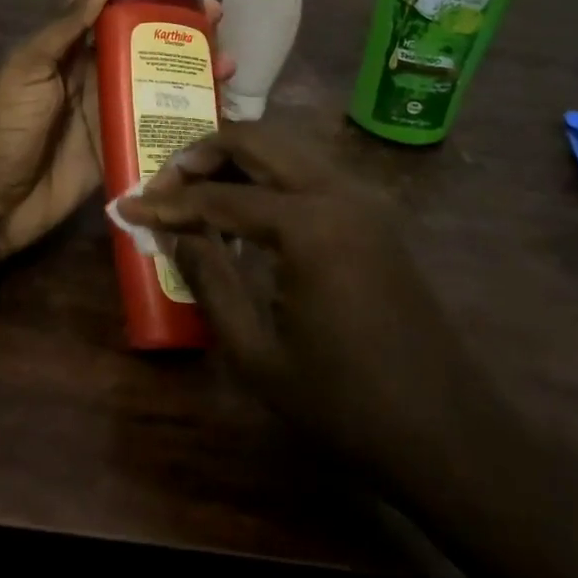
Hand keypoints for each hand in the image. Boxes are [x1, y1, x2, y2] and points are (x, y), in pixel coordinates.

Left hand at [0, 0, 228, 260]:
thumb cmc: (2, 127)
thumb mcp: (26, 69)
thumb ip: (63, 28)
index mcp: (62, 43)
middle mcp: (89, 67)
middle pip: (138, 31)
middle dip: (174, 15)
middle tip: (213, 9)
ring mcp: (108, 104)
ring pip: (155, 72)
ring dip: (189, 59)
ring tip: (226, 52)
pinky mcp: (121, 140)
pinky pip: (158, 117)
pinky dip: (187, 106)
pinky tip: (217, 99)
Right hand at [118, 121, 463, 467]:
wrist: (449, 436)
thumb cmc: (344, 404)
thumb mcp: (257, 353)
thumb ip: (208, 279)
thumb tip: (175, 231)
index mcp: (308, 226)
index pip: (220, 196)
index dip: (167, 202)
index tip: (128, 207)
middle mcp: (338, 193)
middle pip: (257, 141)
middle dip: (202, 154)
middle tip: (164, 185)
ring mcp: (363, 201)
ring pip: (286, 150)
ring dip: (236, 159)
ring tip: (196, 192)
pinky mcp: (374, 217)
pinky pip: (309, 174)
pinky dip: (269, 177)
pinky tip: (246, 210)